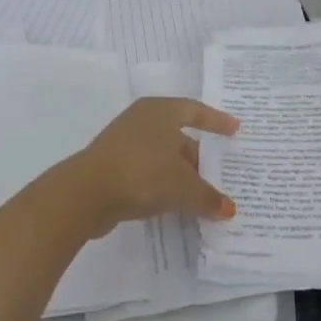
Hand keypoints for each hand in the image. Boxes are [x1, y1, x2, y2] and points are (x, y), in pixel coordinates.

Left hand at [63, 97, 239, 234]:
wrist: (86, 193)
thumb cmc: (142, 173)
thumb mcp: (183, 186)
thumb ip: (208, 196)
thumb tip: (229, 209)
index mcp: (159, 111)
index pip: (195, 111)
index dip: (216, 121)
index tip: (234, 130)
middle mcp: (140, 121)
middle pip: (178, 137)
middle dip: (199, 158)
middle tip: (220, 176)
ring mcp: (123, 144)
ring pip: (162, 157)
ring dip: (181, 175)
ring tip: (201, 195)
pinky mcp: (111, 167)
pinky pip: (147, 173)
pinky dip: (162, 185)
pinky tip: (174, 204)